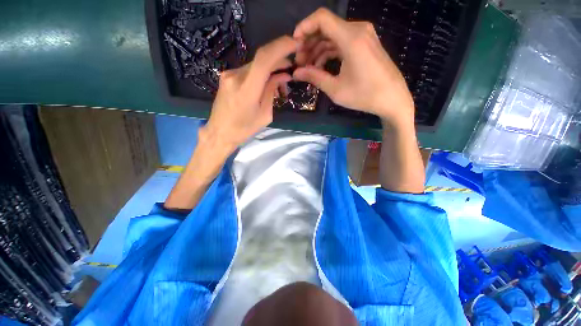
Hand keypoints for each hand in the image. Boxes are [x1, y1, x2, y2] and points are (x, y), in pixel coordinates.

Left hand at [203, 36, 297, 150]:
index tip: (295, 44)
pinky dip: (260, 73)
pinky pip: (248, 70)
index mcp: (247, 90)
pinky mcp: (227, 76)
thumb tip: (283, 76)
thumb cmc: (244, 129)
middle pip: (261, 59)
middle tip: (290, 69)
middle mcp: (235, 76)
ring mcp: (229, 74)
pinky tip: (266, 83)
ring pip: (255, 64)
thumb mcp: (264, 115)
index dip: (281, 47)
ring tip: (280, 81)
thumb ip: (272, 91)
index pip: (264, 59)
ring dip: (270, 68)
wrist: (220, 132)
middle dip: (279, 60)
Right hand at [293, 8, 413, 126]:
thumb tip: (296, 73)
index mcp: (351, 38)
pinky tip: (321, 66)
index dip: (304, 27)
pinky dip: (329, 51)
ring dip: (318, 49)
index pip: (322, 18)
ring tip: (308, 67)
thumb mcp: (336, 89)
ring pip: (333, 35)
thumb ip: (315, 77)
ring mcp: (363, 35)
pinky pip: (342, 41)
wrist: (392, 98)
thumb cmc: (364, 95)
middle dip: (309, 43)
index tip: (294, 44)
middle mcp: (358, 30)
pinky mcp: (365, 43)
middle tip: (300, 62)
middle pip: (326, 27)